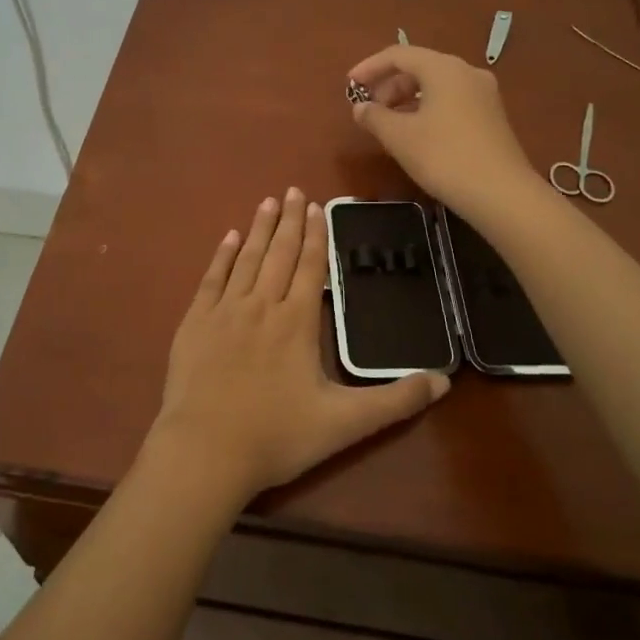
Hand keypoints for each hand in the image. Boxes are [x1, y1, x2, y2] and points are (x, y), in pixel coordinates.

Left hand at [150, 188, 448, 500]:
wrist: (205, 450)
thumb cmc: (276, 436)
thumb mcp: (345, 424)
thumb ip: (395, 401)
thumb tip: (444, 381)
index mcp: (296, 322)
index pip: (309, 267)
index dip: (315, 236)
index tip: (317, 207)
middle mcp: (261, 305)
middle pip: (278, 254)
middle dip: (289, 220)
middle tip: (293, 190)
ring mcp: (224, 311)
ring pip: (246, 259)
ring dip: (259, 229)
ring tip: (267, 202)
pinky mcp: (195, 322)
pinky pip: (211, 278)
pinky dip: (222, 255)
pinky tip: (228, 237)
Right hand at [347, 45, 539, 220]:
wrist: (501, 194)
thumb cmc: (444, 157)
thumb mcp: (399, 137)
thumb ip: (374, 116)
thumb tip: (360, 107)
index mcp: (443, 68)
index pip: (399, 54)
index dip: (370, 67)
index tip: (350, 85)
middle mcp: (466, 72)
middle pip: (419, 67)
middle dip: (389, 85)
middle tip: (369, 109)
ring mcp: (483, 94)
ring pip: (436, 85)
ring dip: (407, 98)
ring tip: (388, 123)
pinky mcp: (491, 115)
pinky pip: (451, 100)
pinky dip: (427, 108)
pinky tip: (416, 132)